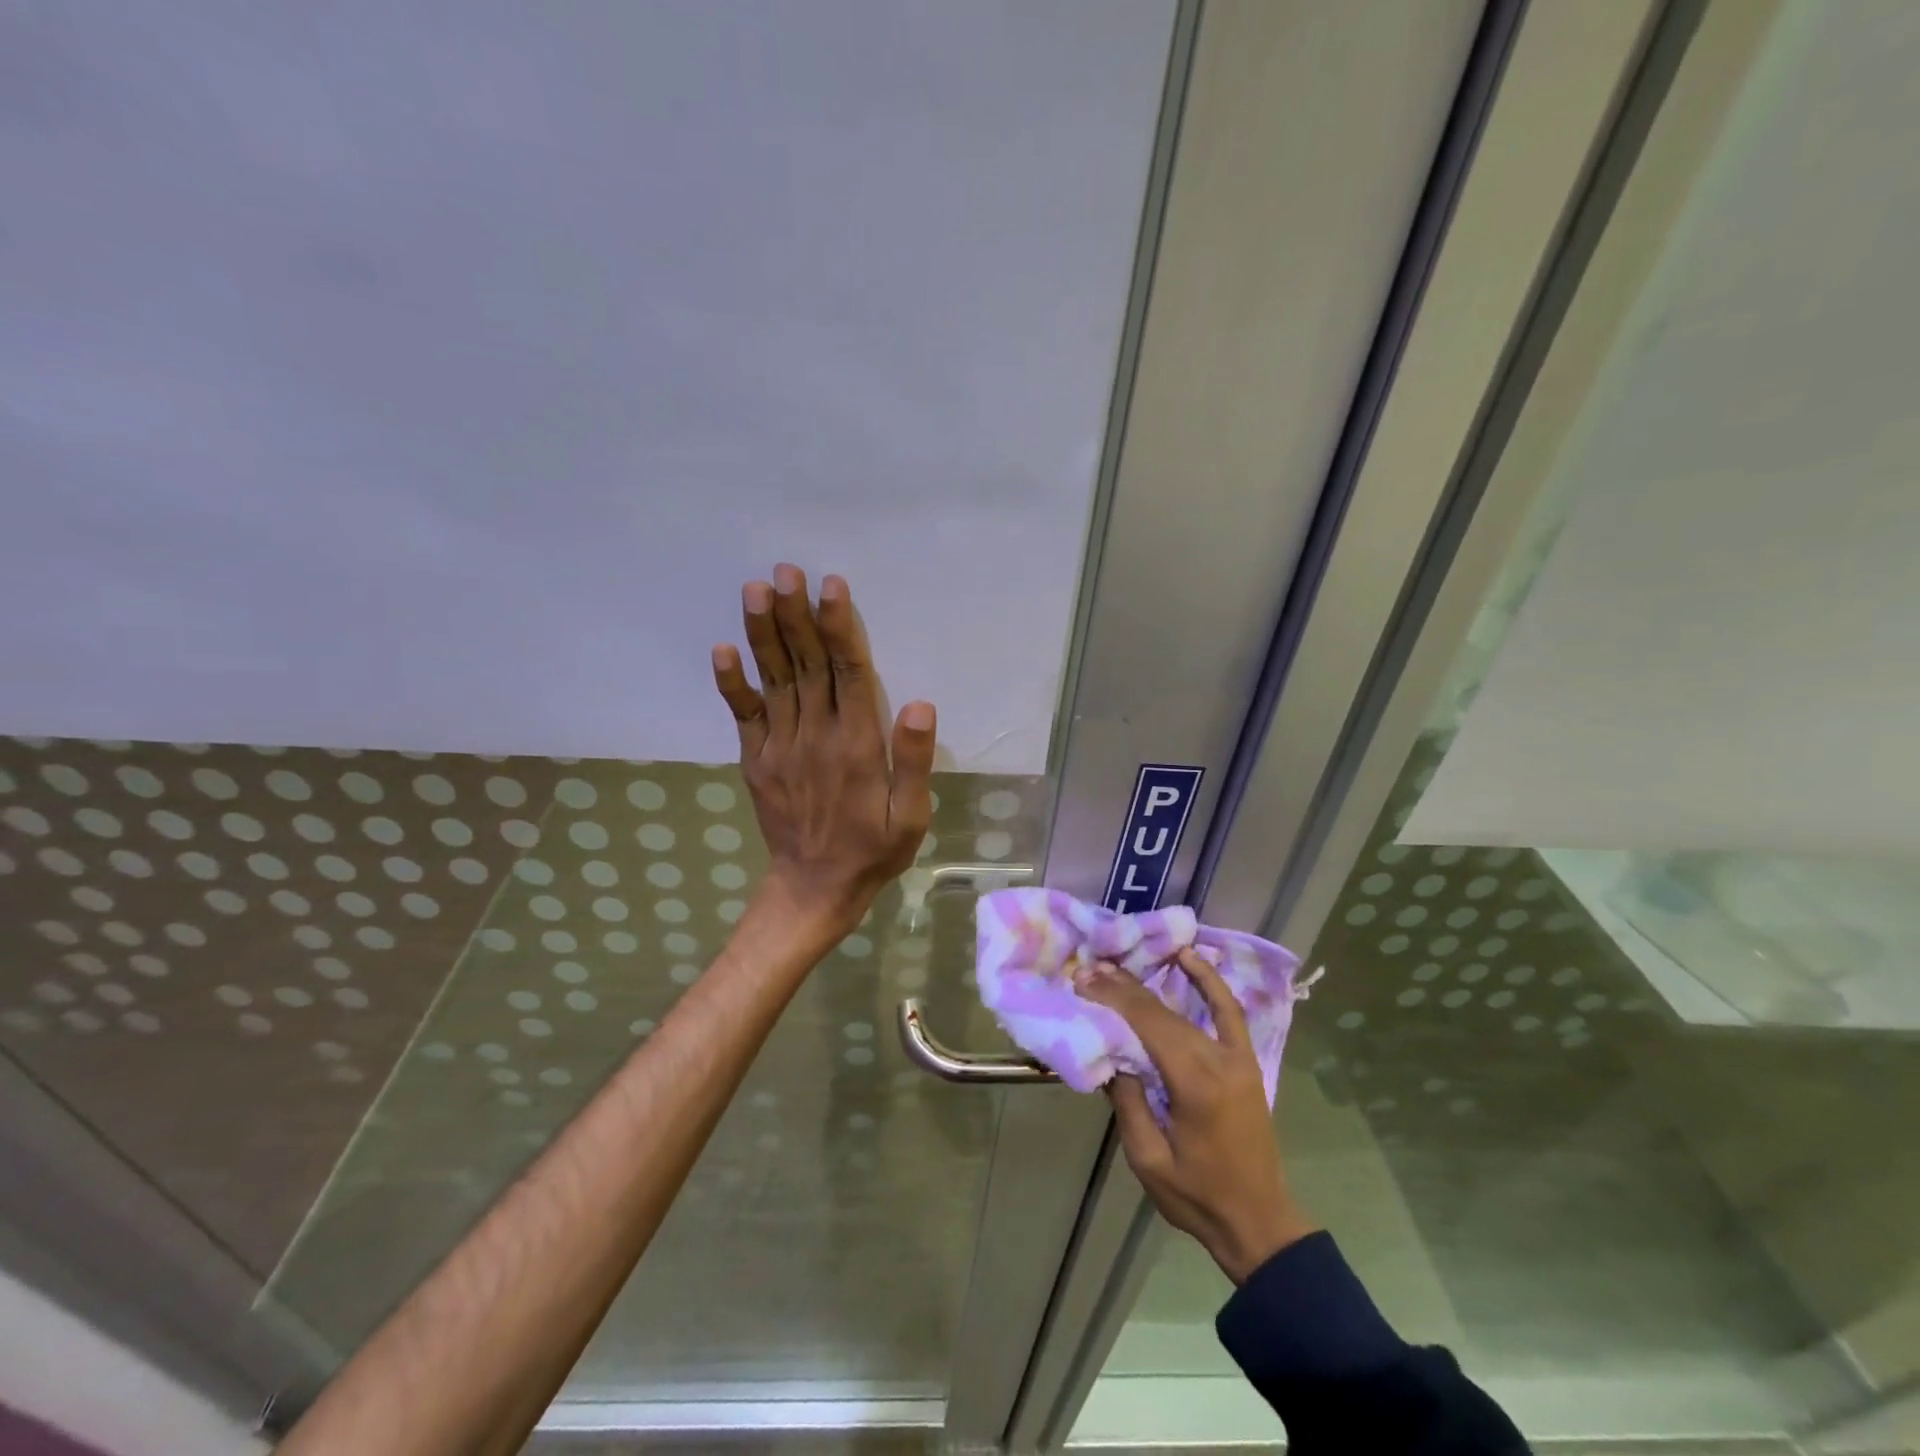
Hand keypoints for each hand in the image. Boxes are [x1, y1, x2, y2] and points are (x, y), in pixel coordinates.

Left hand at [712, 564, 935, 934]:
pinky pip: (742, 715)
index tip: (830, 586)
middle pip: (805, 664)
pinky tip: (721, 648)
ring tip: (755, 589)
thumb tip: (919, 705)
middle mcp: (815, 736)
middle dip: (795, 614)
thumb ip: (915, 762)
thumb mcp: (912, 816)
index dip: (839, 627)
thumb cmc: (873, 849)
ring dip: (763, 633)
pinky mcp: (756, 760)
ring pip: (774, 680)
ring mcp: (780, 746)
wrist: (814, 888)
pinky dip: (731, 682)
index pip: (848, 673)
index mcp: (857, 745)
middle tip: (786, 570)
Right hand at [1076, 949, 1316, 1284]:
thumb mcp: (1147, 1159)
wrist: (1258, 1222)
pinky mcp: (1246, 1061)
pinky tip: (1189, 957)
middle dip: (1123, 988)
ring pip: (1187, 1008)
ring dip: (1151, 984)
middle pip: (1163, 1012)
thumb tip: (1111, 1055)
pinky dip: (1209, 982)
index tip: (1083, 980)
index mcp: (1195, 1084)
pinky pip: (1228, 1011)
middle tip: (1089, 970)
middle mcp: (1219, 1060)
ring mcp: (1237, 1057)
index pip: (1148, 1025)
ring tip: (1118, 965)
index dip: (1114, 998)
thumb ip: (1128, 1103)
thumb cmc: (1197, 1196)